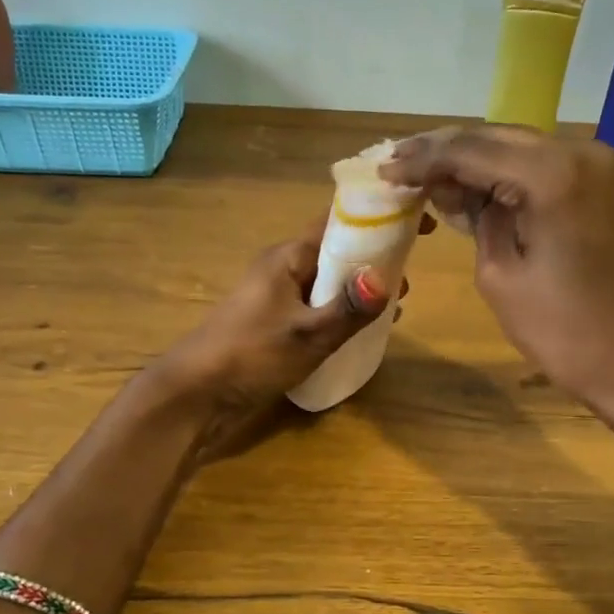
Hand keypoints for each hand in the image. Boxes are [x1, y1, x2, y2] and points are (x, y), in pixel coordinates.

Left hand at [146, 216, 415, 460]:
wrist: (195, 395)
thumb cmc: (250, 355)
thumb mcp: (308, 334)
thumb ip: (348, 308)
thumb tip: (387, 279)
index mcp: (288, 257)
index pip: (339, 221)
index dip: (379, 218)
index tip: (418, 226)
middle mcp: (283, 268)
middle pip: (337, 251)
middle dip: (375, 260)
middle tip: (410, 281)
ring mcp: (276, 297)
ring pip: (329, 281)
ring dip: (360, 290)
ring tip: (396, 308)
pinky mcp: (274, 323)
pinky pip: (317, 306)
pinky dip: (343, 311)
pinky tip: (363, 332)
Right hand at [380, 125, 613, 440]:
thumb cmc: (564, 331)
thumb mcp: (501, 276)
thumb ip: (475, 218)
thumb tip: (455, 188)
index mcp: (552, 174)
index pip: (471, 151)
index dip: (423, 160)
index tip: (384, 170)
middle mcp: (578, 152)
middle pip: (494, 138)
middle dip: (443, 151)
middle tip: (396, 164)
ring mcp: (595, 166)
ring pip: (515, 148)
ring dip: (470, 159)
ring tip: (420, 172)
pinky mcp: (600, 185)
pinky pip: (538, 167)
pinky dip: (501, 173)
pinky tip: (466, 184)